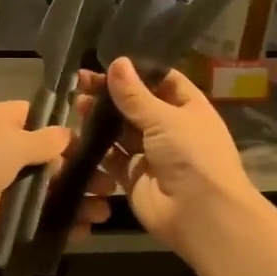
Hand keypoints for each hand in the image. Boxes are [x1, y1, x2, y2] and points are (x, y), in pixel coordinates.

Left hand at [0, 99, 116, 257]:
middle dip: (78, 171)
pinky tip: (82, 232)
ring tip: (105, 212)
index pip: (37, 118)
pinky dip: (53, 223)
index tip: (101, 144)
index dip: (67, 130)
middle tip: (113, 185)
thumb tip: (68, 134)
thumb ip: (43, 141)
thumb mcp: (10, 143)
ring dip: (71, 200)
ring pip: (39, 191)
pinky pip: (28, 217)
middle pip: (44, 158)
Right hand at [83, 57, 258, 253]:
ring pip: (121, 131)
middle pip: (136, 105)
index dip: (138, 71)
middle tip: (82, 82)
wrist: (199, 213)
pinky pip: (111, 157)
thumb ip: (135, 94)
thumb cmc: (192, 155)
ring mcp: (151, 154)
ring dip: (101, 119)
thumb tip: (117, 62)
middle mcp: (170, 129)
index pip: (162, 81)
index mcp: (189, 108)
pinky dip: (96, 147)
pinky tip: (78, 133)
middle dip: (111, 94)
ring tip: (78, 104)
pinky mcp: (133, 176)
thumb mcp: (165, 118)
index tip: (109, 62)